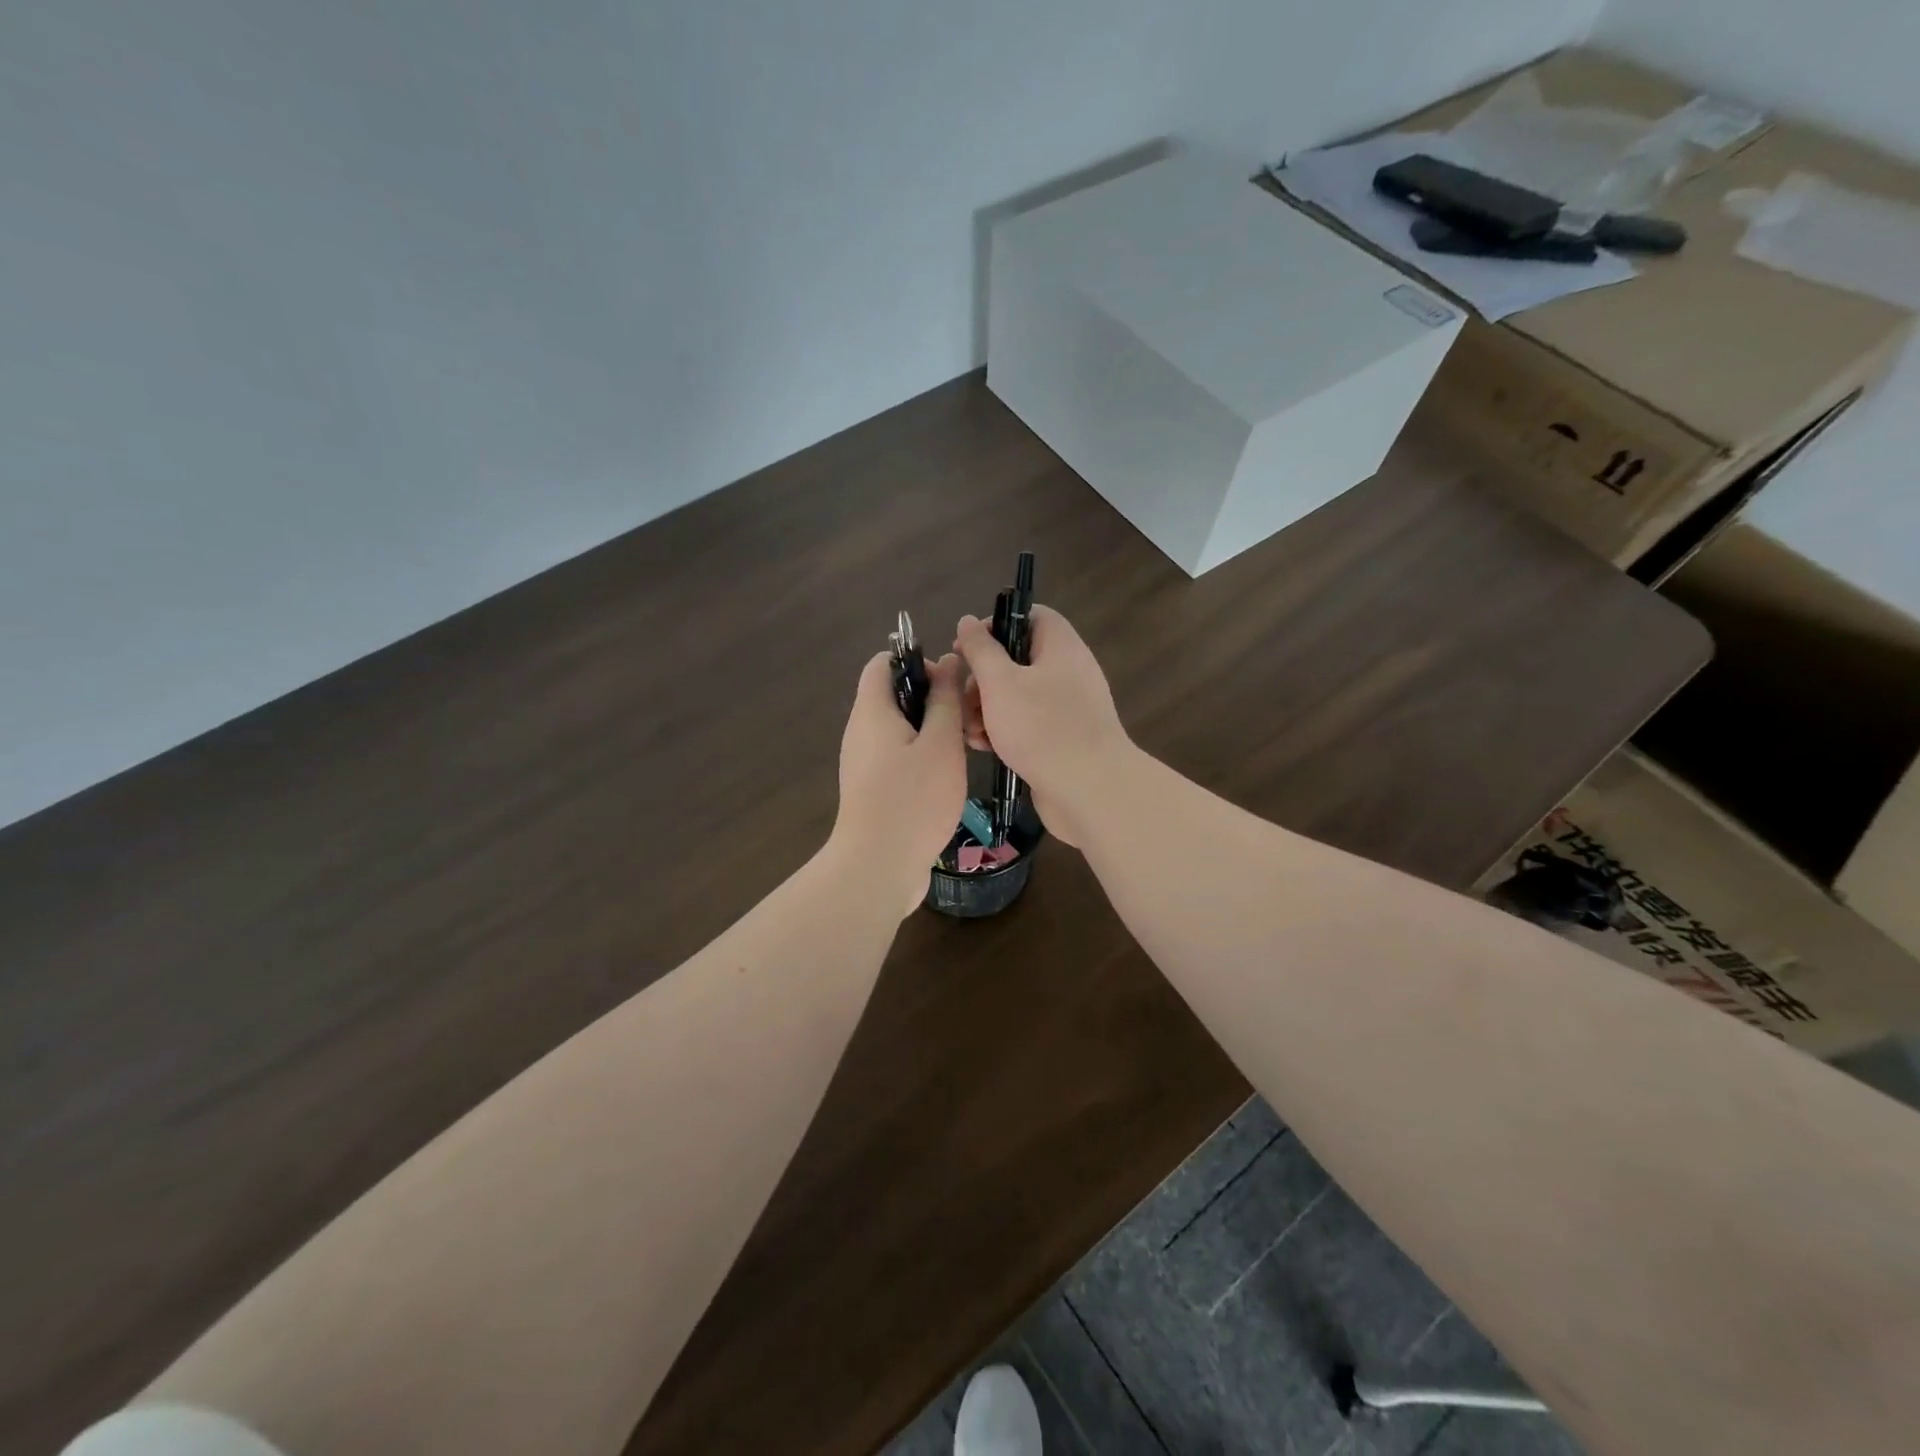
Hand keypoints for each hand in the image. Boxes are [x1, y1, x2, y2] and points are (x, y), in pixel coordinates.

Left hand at [830, 650, 966, 914]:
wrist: (877, 868)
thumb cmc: (913, 800)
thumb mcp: (940, 744)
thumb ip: (945, 700)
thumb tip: (948, 661)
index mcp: (872, 712)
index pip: (883, 662)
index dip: (917, 661)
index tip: (950, 684)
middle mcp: (862, 732)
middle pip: (893, 695)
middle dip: (932, 699)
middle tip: (965, 719)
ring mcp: (865, 763)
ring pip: (900, 729)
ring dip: (932, 731)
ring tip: (963, 749)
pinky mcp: (873, 790)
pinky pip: (898, 757)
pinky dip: (923, 757)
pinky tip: (948, 778)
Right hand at [954, 606, 1132, 847]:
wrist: (1088, 790)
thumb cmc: (1041, 727)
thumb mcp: (1000, 682)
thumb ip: (981, 650)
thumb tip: (967, 621)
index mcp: (1060, 646)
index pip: (1030, 616)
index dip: (995, 625)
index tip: (966, 647)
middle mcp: (1067, 672)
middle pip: (1017, 659)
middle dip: (982, 678)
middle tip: (963, 698)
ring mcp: (1066, 708)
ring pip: (1017, 696)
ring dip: (986, 709)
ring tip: (968, 730)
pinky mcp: (1060, 739)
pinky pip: (1026, 724)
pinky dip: (1002, 731)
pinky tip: (983, 747)